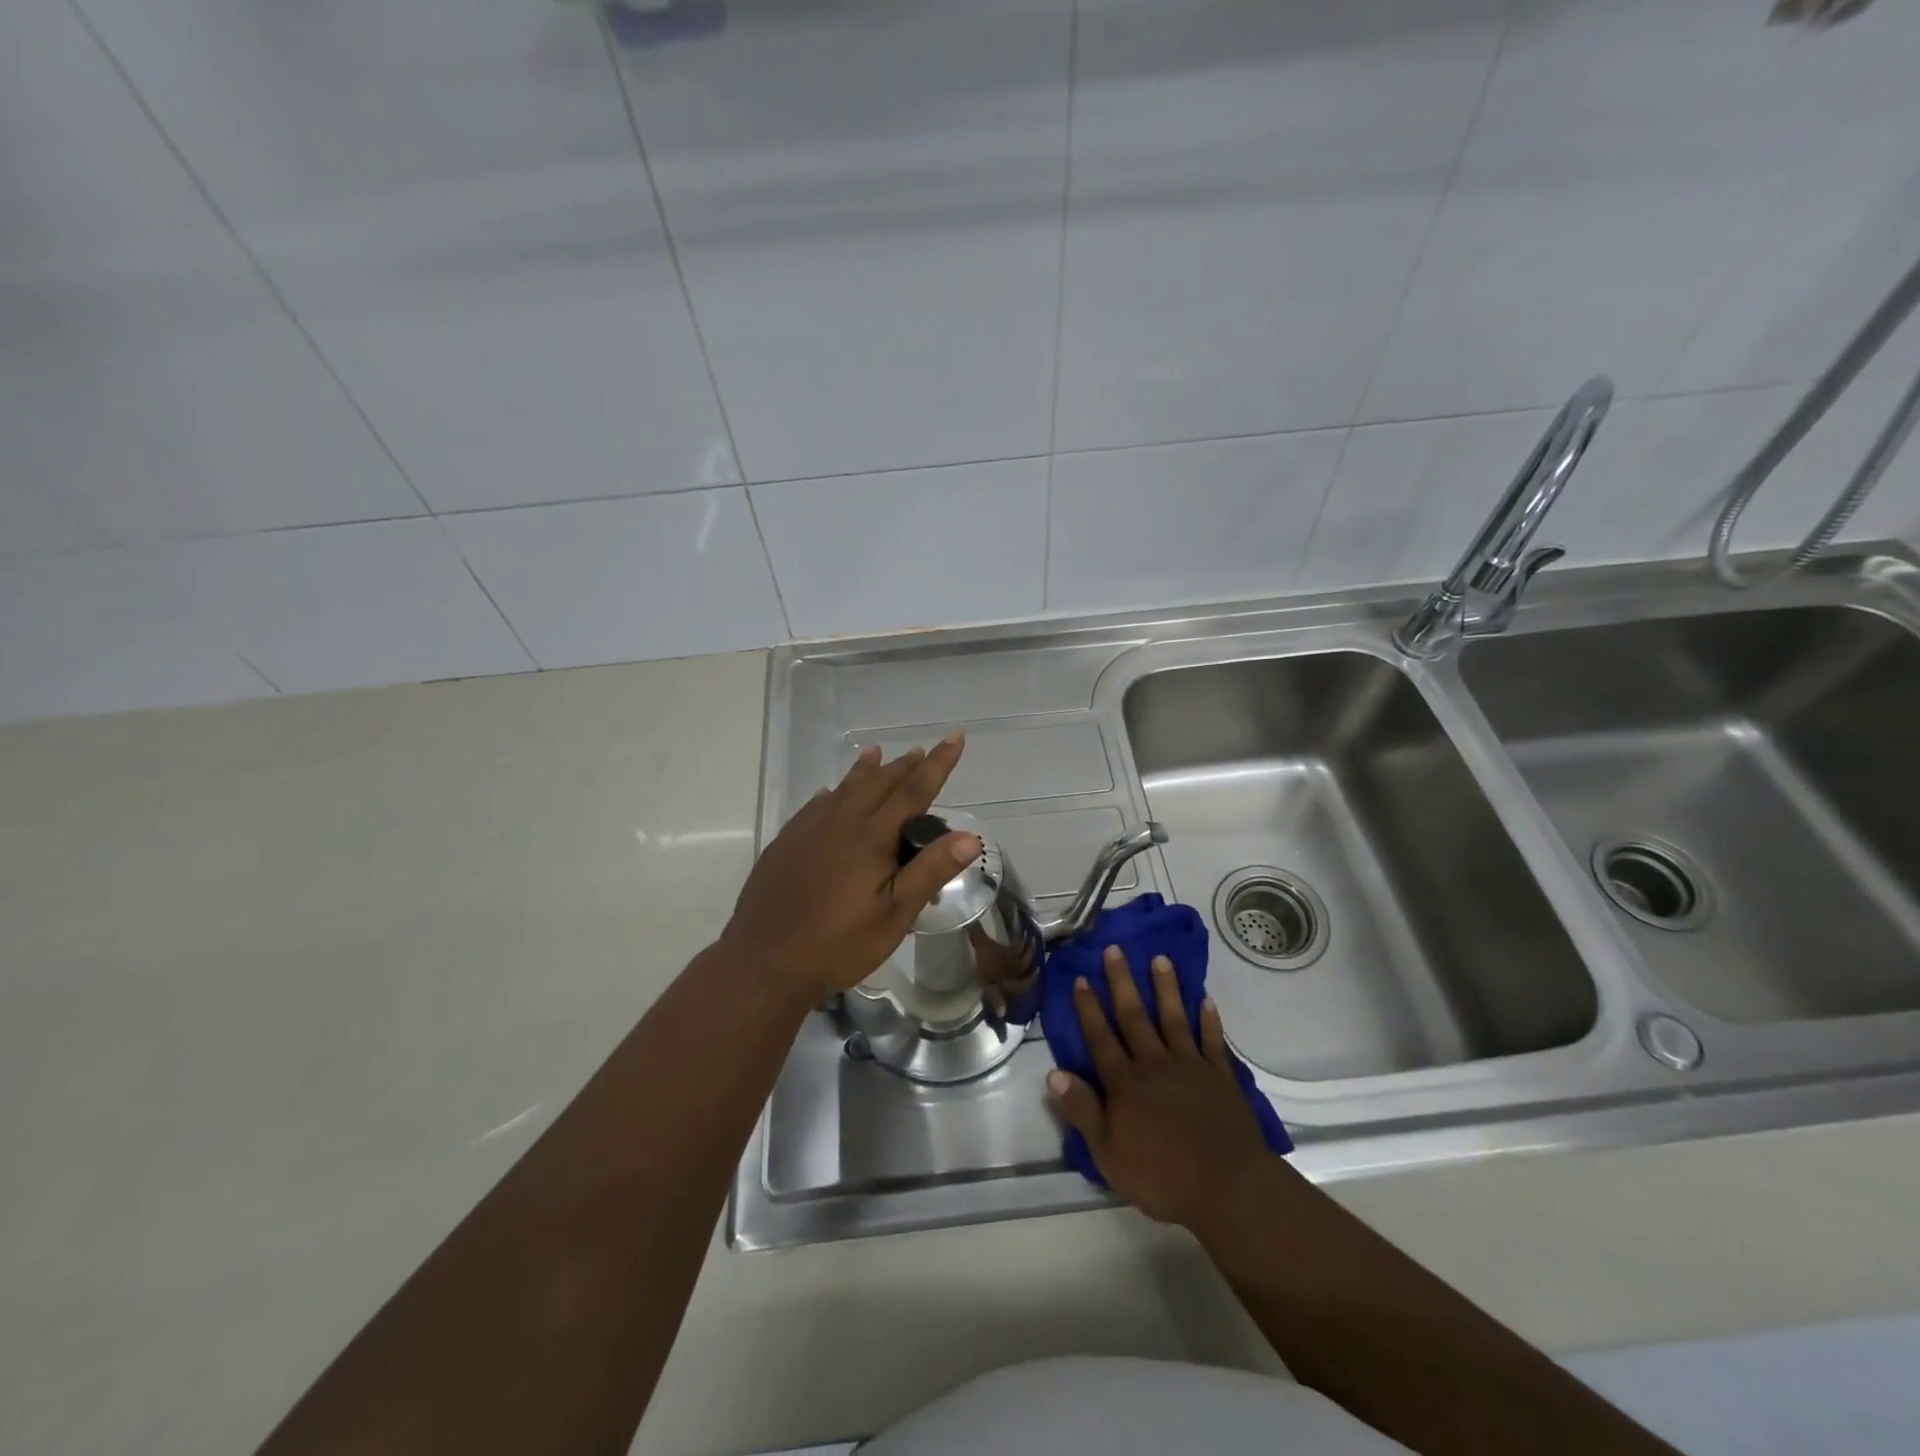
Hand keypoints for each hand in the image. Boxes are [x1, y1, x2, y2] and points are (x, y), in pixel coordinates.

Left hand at [723, 736, 980, 1000]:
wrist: (765, 963)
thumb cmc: (838, 944)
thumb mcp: (894, 915)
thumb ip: (930, 871)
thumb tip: (969, 836)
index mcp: (871, 838)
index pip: (913, 791)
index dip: (937, 764)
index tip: (954, 738)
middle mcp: (839, 823)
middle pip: (877, 784)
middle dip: (902, 766)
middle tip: (919, 750)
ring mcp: (807, 832)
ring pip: (842, 790)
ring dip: (863, 771)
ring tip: (874, 753)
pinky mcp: (785, 845)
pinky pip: (813, 807)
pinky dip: (829, 795)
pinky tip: (826, 795)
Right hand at [1047, 946, 1269, 1231]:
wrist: (1227, 1187)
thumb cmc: (1162, 1176)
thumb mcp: (1108, 1153)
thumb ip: (1083, 1111)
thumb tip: (1053, 1074)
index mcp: (1125, 1083)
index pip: (1100, 1038)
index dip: (1089, 1009)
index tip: (1081, 979)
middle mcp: (1154, 1064)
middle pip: (1134, 1017)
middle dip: (1122, 982)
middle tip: (1115, 949)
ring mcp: (1190, 1066)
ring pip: (1173, 1018)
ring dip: (1166, 988)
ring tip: (1161, 958)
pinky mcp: (1220, 1076)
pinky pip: (1212, 1040)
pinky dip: (1209, 1020)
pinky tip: (1206, 999)